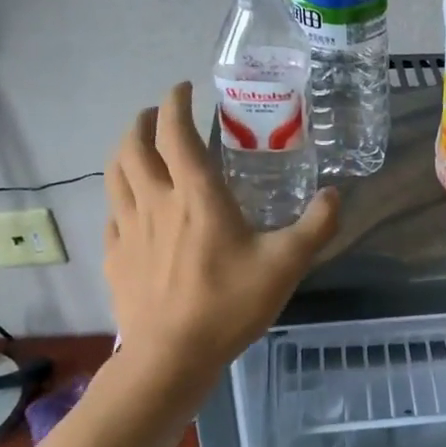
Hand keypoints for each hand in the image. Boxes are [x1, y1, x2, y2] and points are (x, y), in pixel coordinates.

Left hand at [103, 82, 339, 374]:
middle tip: (158, 114)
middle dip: (142, 120)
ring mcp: (127, 229)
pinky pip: (110, 213)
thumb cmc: (229, 304)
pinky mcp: (114, 256)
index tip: (183, 88)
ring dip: (124, 150)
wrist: (171, 358)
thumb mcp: (287, 264)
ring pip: (114, 175)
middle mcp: (155, 201)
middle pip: (133, 146)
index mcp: (196, 195)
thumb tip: (335, 194)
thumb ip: (316, 225)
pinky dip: (119, 196)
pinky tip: (130, 206)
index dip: (175, 103)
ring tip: (138, 146)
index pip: (175, 132)